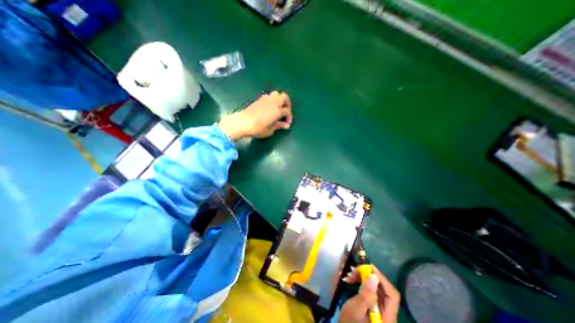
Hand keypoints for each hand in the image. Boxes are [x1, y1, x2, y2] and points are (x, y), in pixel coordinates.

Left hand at [218, 91, 293, 140]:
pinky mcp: (259, 99)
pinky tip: (270, 108)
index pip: (287, 111)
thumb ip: (278, 126)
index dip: (289, 118)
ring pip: (277, 94)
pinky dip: (273, 100)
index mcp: (277, 111)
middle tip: (286, 112)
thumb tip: (286, 125)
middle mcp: (273, 102)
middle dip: (287, 104)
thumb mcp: (269, 130)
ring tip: (278, 109)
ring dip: (280, 100)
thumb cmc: (257, 129)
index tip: (286, 124)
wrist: (242, 123)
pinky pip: (269, 96)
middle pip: (285, 97)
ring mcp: (266, 99)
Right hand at [337, 267, 397, 321]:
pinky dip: (362, 283)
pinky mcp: (373, 307)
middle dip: (369, 277)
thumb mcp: (356, 310)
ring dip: (364, 278)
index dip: (382, 279)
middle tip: (355, 270)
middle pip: (384, 289)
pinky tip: (352, 280)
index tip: (368, 268)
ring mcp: (380, 310)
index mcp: (387, 317)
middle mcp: (387, 313)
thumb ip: (365, 294)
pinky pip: (370, 291)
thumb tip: (373, 276)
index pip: (392, 295)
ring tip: (351, 274)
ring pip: (376, 288)